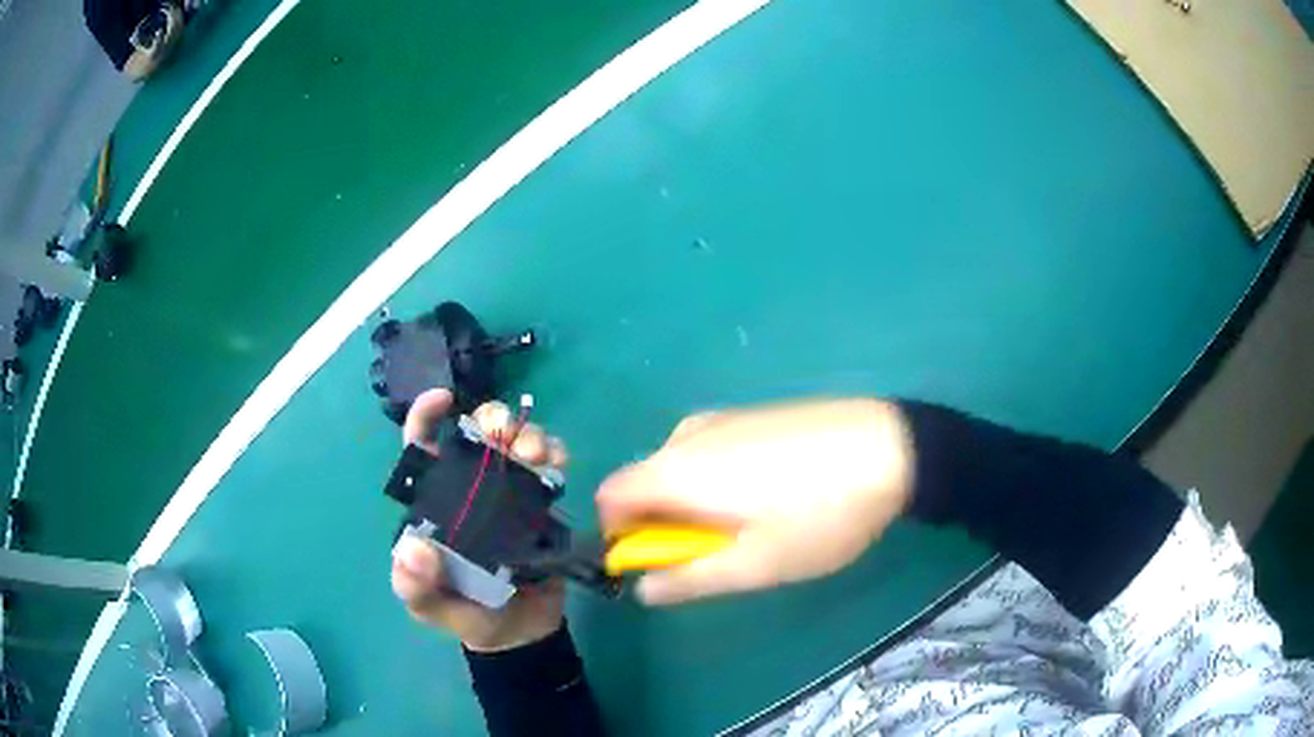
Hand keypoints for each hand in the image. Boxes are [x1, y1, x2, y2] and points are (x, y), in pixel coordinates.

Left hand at [391, 390, 568, 651]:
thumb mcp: (432, 608)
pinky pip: (546, 467)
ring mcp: (506, 494)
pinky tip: (558, 465)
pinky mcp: (540, 505)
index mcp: (435, 505)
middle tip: (510, 435)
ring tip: (541, 455)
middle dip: (493, 420)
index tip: (444, 400)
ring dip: (528, 435)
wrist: (521, 634)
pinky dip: (554, 454)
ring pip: (514, 443)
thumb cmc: (468, 616)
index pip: (423, 451)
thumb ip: (417, 588)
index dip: (426, 418)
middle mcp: (469, 490)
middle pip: (476, 435)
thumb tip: (412, 548)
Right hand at [597, 399, 913, 605]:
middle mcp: (688, 434)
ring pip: (680, 468)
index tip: (663, 560)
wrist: (891, 448)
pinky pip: (711, 452)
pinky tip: (774, 493)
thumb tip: (641, 589)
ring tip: (754, 526)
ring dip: (695, 504)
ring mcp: (724, 417)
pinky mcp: (754, 413)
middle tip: (720, 551)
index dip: (621, 535)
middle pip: (644, 482)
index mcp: (676, 468)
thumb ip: (689, 579)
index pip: (609, 497)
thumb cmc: (819, 514)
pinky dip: (718, 480)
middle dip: (665, 523)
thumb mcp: (755, 564)